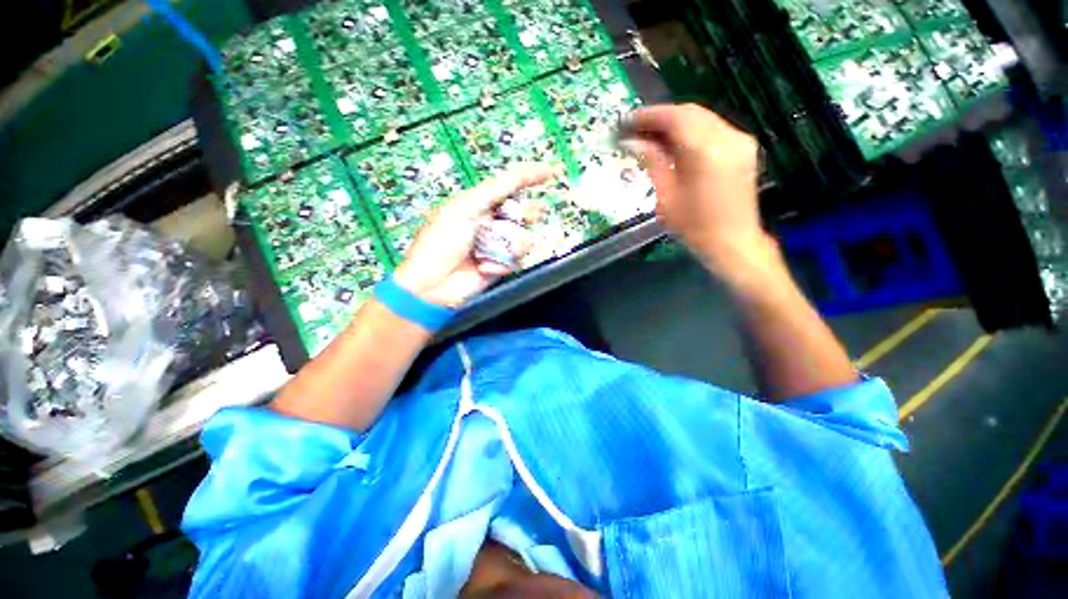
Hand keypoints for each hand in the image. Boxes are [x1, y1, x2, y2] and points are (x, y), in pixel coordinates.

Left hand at [392, 164, 557, 307]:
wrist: (432, 285)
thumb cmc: (439, 244)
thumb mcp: (461, 210)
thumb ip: (490, 192)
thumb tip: (515, 178)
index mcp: (477, 205)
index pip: (508, 186)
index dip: (529, 177)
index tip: (551, 173)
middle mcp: (490, 223)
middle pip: (521, 213)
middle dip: (526, 215)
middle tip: (527, 217)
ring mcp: (497, 245)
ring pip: (523, 238)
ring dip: (512, 245)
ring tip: (492, 253)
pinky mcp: (500, 266)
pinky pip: (516, 261)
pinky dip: (502, 265)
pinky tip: (484, 268)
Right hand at [622, 104, 770, 282]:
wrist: (732, 242)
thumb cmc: (693, 226)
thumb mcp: (666, 196)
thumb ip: (652, 162)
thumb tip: (633, 142)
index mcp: (705, 151)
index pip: (674, 118)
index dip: (648, 116)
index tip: (626, 122)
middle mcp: (727, 137)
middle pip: (689, 112)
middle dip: (660, 117)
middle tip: (635, 129)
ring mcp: (740, 140)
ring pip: (702, 117)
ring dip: (675, 123)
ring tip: (651, 136)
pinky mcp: (744, 147)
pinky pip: (713, 128)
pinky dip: (691, 130)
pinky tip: (674, 143)